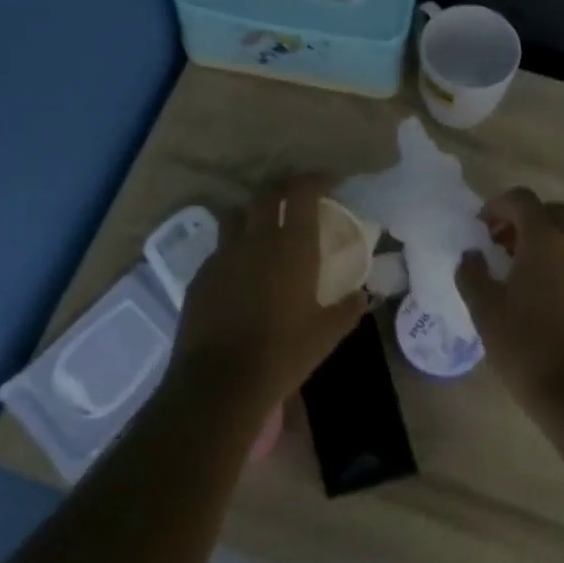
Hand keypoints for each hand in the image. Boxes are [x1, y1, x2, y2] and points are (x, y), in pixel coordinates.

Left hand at [169, 175, 368, 417]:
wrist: (219, 382)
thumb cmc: (282, 354)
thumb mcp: (326, 334)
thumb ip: (347, 309)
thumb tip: (362, 296)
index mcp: (292, 245)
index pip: (302, 191)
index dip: (315, 179)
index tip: (327, 183)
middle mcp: (256, 239)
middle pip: (265, 193)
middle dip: (282, 189)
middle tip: (295, 202)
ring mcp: (223, 254)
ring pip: (236, 215)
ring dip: (252, 214)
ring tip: (262, 230)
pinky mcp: (201, 275)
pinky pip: (219, 248)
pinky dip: (233, 249)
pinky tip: (240, 272)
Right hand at [457, 187, 563, 419]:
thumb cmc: (526, 346)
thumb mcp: (485, 309)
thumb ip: (472, 273)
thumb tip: (472, 256)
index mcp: (546, 240)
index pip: (522, 199)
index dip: (497, 206)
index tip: (479, 227)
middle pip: (551, 211)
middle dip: (524, 219)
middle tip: (500, 243)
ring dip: (543, 239)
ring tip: (517, 269)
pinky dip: (559, 260)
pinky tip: (540, 292)